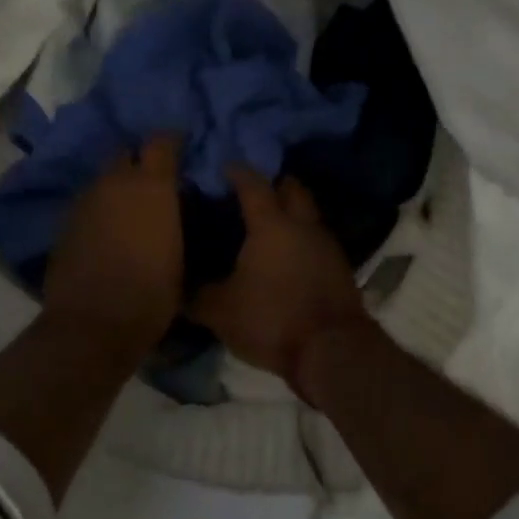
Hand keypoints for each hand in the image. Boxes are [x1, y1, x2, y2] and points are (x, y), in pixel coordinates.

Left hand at [43, 135, 184, 351]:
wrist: (94, 323)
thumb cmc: (152, 293)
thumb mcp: (180, 255)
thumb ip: (176, 220)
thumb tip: (174, 208)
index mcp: (151, 185)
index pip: (161, 141)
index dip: (172, 141)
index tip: (182, 148)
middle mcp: (114, 182)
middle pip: (126, 154)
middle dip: (139, 162)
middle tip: (153, 182)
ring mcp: (84, 201)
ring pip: (103, 180)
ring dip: (116, 188)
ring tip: (128, 210)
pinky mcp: (64, 223)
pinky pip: (87, 205)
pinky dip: (98, 210)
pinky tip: (106, 232)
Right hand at [190, 167, 369, 386]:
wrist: (333, 351)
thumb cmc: (272, 320)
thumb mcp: (220, 312)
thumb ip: (197, 296)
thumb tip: (178, 288)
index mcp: (271, 225)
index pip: (253, 184)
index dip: (238, 172)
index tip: (225, 167)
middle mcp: (303, 225)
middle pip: (292, 189)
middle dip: (273, 185)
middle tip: (251, 195)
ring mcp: (327, 245)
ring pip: (308, 216)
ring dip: (290, 215)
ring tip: (267, 229)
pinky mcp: (340, 268)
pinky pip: (317, 241)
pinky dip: (301, 242)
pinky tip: (286, 258)